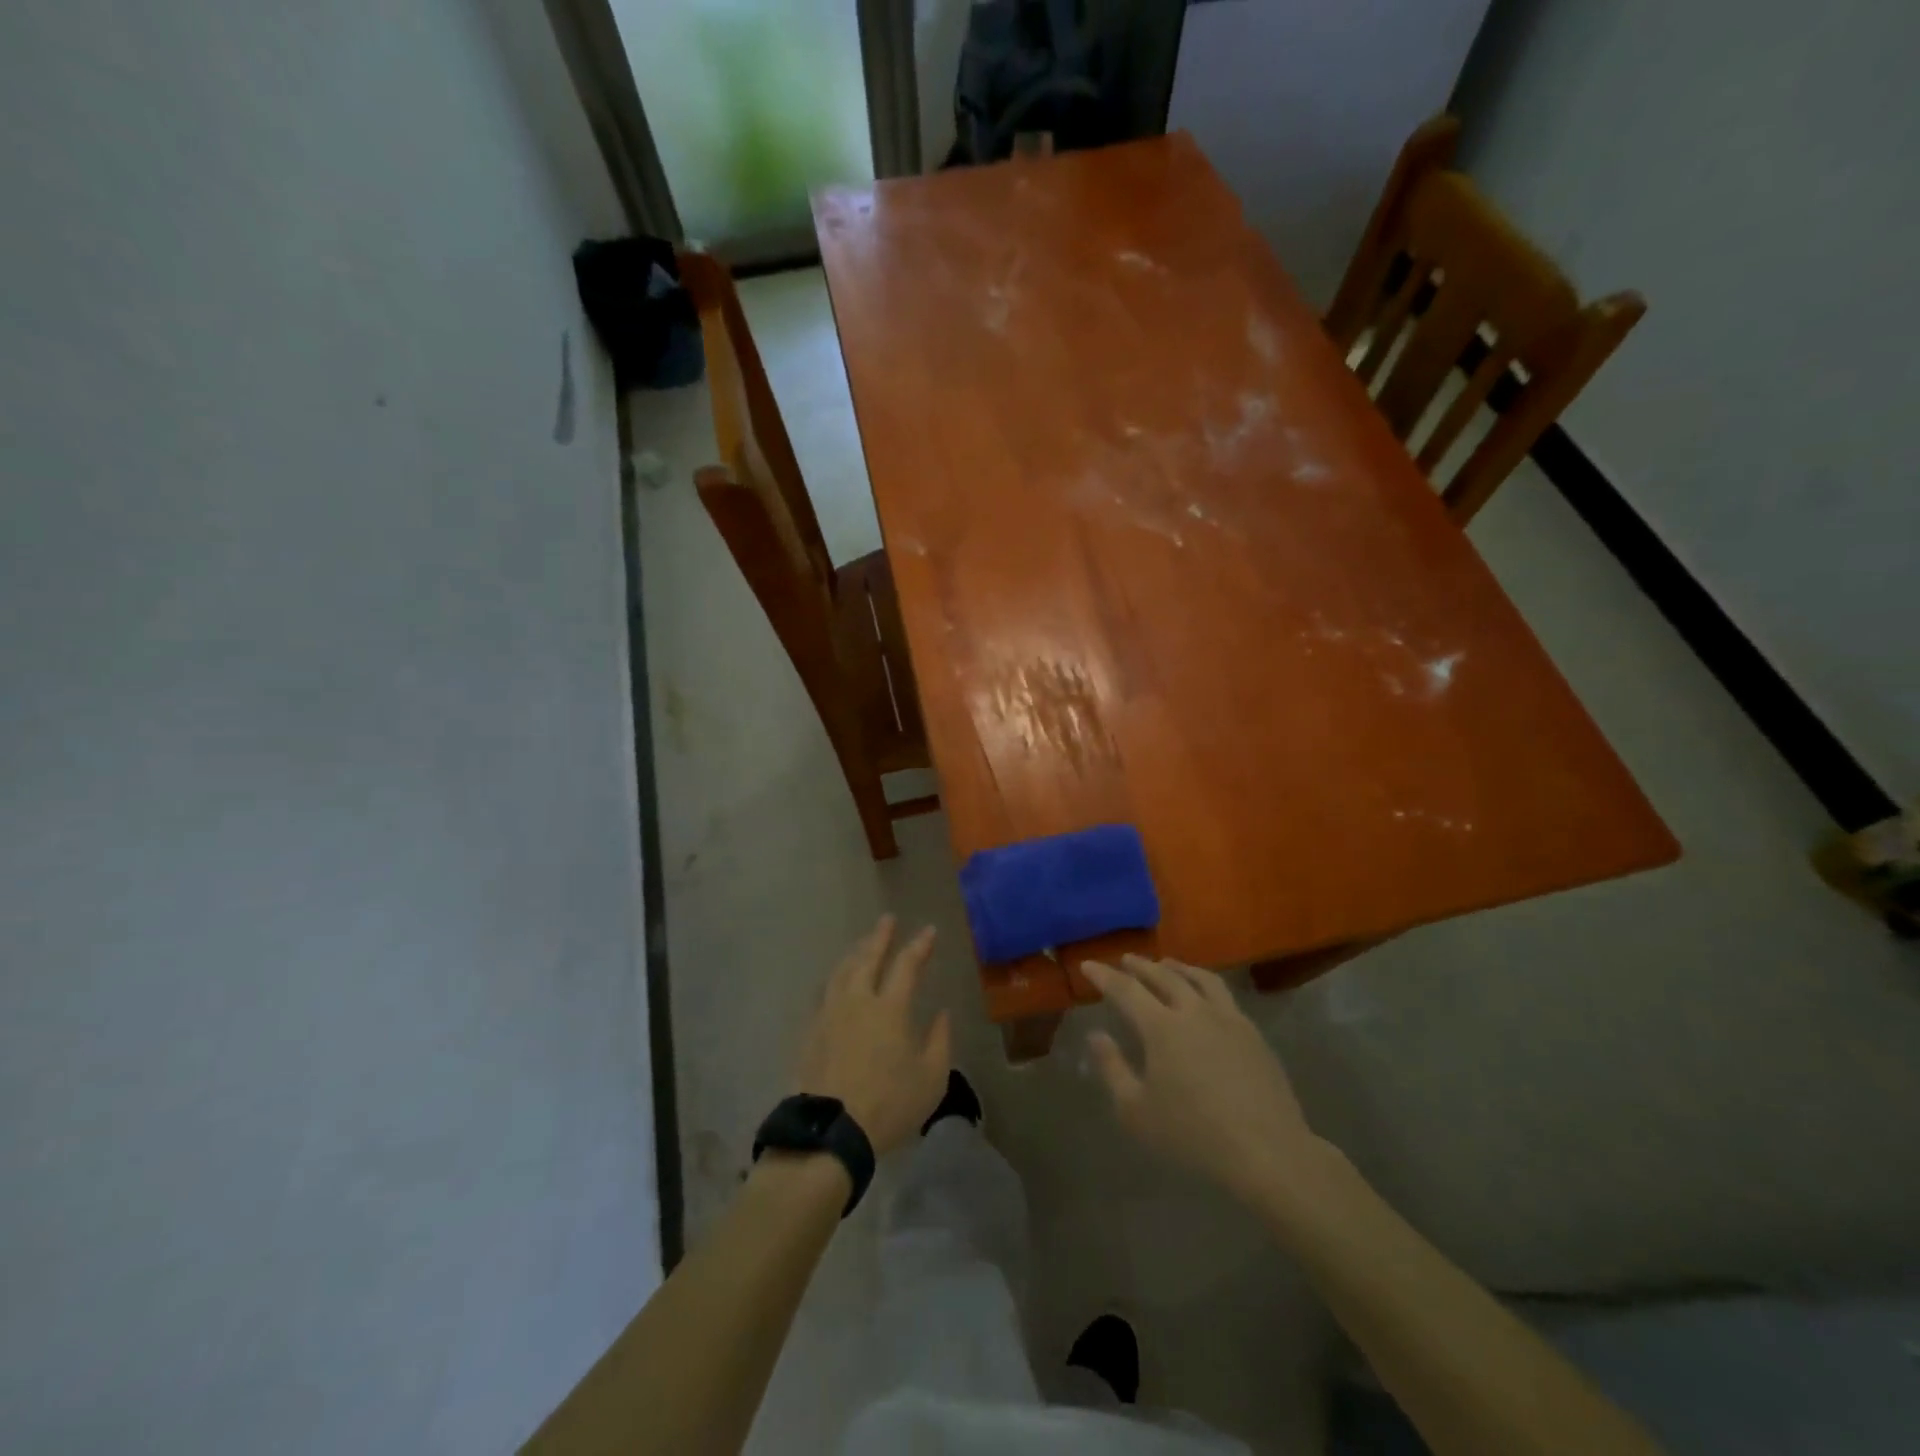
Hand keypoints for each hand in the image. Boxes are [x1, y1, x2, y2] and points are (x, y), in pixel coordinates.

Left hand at [795, 916, 950, 1155]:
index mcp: (890, 1008)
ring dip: (855, 953)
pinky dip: (835, 978)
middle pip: (867, 958)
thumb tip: (942, 1013)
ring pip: (842, 971)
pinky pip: (824, 992)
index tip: (928, 931)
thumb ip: (940, 1041)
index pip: (907, 965)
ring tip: (862, 944)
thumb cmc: (889, 1105)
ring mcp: (830, 1014)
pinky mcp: (811, 1031)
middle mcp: (858, 1001)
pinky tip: (836, 981)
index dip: (919, 945)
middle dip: (880, 937)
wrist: (831, 1132)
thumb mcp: (931, 1079)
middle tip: (886, 920)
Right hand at [1083, 956, 1335, 1207]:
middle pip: (1163, 976)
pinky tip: (1205, 994)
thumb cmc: (1193, 1134)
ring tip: (1166, 964)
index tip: (1088, 965)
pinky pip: (1224, 994)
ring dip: (1177, 967)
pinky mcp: (1252, 1033)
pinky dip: (1205, 983)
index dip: (1104, 976)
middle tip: (1126, 959)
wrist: (1267, 1151)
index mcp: (1161, 1027)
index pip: (1125, 990)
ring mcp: (1227, 1018)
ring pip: (1199, 978)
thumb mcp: (1136, 1111)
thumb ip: (1112, 1068)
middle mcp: (1193, 1011)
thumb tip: (1096, 1035)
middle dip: (1140, 965)